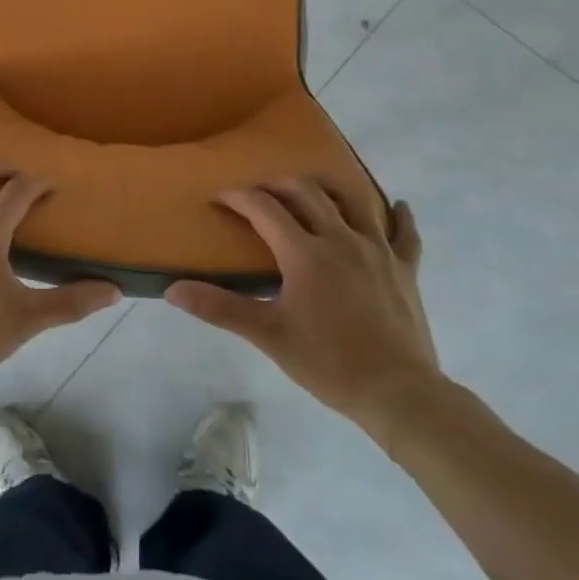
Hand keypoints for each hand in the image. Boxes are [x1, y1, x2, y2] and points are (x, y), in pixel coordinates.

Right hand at [165, 178, 441, 443]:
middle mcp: (340, 237)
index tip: (219, 197)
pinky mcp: (405, 268)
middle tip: (259, 193)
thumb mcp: (268, 335)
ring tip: (313, 188)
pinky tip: (398, 207)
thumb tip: (173, 290)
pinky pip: (405, 233)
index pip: (263, 208)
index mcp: (305, 251)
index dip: (238, 197)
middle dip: (277, 185)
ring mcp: (378, 249)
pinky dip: (399, 216)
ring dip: (329, 187)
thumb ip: (220, 308)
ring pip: (353, 200)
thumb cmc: (329, 363)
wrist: (399, 394)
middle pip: (305, 191)